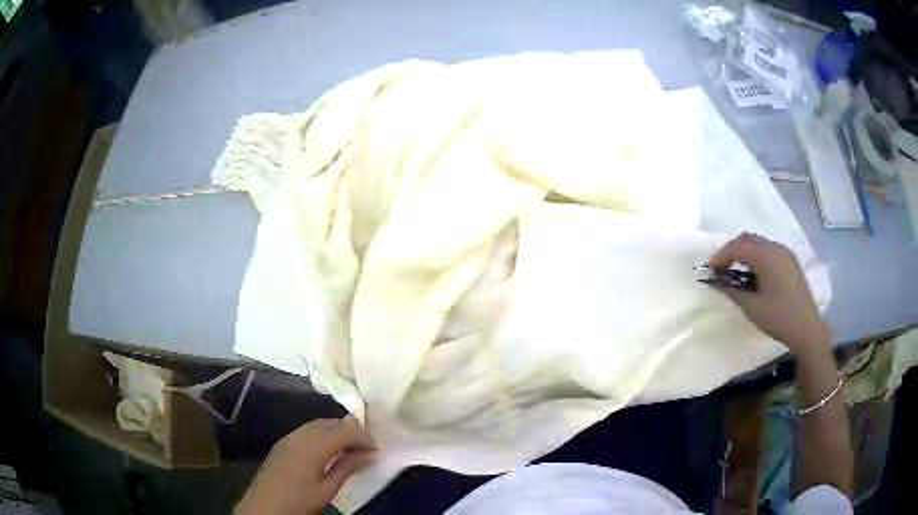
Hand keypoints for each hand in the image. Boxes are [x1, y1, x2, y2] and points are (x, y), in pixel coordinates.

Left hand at [235, 417, 374, 514]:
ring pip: (320, 424)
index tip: (375, 451)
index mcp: (314, 444)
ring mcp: (290, 436)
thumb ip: (348, 467)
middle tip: (364, 451)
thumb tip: (369, 454)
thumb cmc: (299, 499)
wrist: (265, 505)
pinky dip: (323, 435)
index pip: (347, 429)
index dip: (364, 437)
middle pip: (332, 422)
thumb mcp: (328, 488)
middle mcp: (302, 433)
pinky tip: (327, 452)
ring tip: (348, 451)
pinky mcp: (284, 442)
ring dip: (337, 432)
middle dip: (351, 432)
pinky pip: (308, 430)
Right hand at [707, 232, 831, 356]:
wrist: (807, 328)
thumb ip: (732, 290)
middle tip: (721, 269)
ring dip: (744, 253)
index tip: (709, 271)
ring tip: (736, 274)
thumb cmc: (778, 318)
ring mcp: (785, 253)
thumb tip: (717, 281)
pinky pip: (768, 250)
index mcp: (765, 256)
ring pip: (758, 243)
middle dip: (731, 250)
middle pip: (747, 238)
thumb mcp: (752, 307)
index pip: (736, 247)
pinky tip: (754, 276)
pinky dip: (756, 257)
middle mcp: (775, 247)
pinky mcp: (790, 261)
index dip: (720, 257)